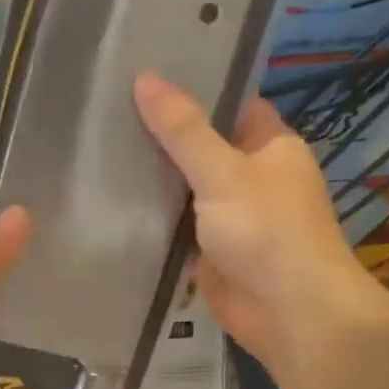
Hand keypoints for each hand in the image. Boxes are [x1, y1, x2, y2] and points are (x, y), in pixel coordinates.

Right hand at [135, 72, 375, 371]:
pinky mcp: (211, 254)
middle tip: (108, 113)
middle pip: (203, 149)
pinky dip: (153, 222)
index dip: (194, 89)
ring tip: (99, 151)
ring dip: (154, 182)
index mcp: (270, 147)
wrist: (288, 312)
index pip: (230, 105)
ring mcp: (230, 218)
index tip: (145, 77)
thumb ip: (183, 130)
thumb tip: (145, 78)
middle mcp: (252, 178)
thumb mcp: (223, 172)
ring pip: (186, 191)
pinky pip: (178, 230)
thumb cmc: (267, 231)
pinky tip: (112, 206)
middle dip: (163, 138)